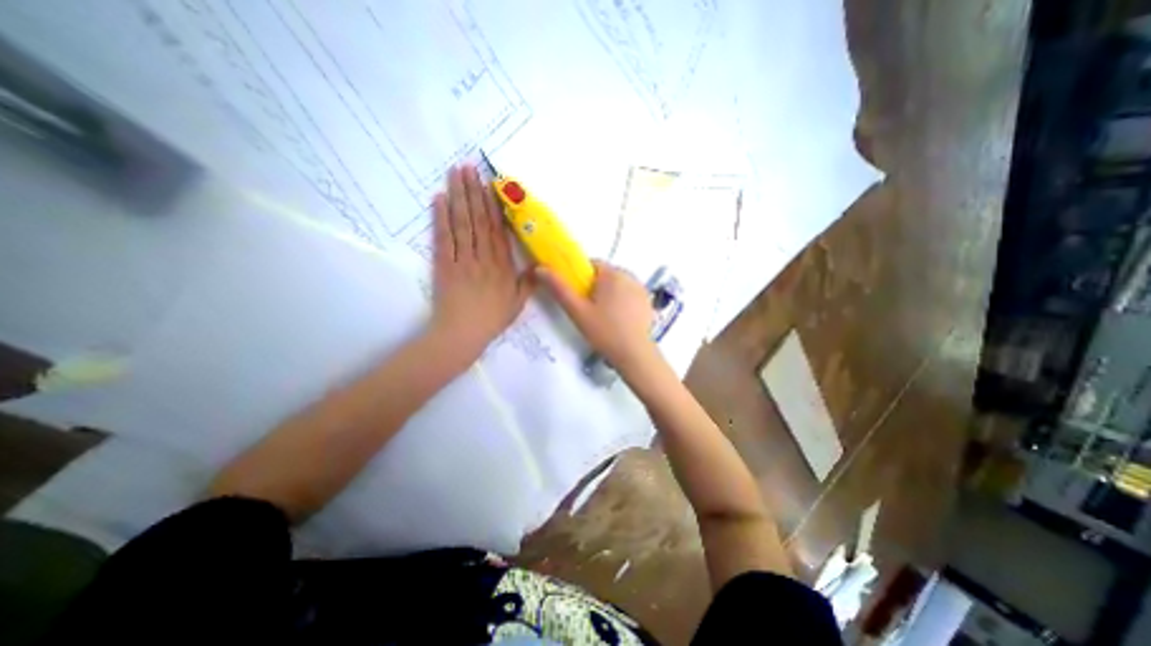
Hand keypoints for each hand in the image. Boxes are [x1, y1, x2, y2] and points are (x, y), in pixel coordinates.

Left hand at [430, 163, 532, 360]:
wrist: (462, 333)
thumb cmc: (492, 319)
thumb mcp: (518, 303)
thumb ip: (529, 282)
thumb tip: (540, 264)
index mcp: (502, 265)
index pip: (498, 230)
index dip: (493, 205)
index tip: (490, 184)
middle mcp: (482, 257)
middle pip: (478, 220)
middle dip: (473, 192)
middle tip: (468, 167)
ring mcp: (461, 259)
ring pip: (461, 224)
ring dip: (458, 197)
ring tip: (455, 173)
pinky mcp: (443, 264)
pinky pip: (443, 238)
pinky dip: (440, 218)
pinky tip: (439, 199)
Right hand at [539, 261, 659, 373]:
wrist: (634, 354)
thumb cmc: (604, 331)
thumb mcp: (577, 311)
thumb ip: (559, 288)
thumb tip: (540, 269)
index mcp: (612, 273)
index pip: (591, 264)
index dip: (580, 278)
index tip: (577, 296)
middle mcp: (629, 275)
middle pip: (605, 275)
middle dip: (595, 288)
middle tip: (588, 310)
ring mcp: (641, 288)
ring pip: (617, 285)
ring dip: (609, 294)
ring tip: (603, 317)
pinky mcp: (647, 301)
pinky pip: (629, 294)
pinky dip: (622, 301)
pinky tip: (618, 320)